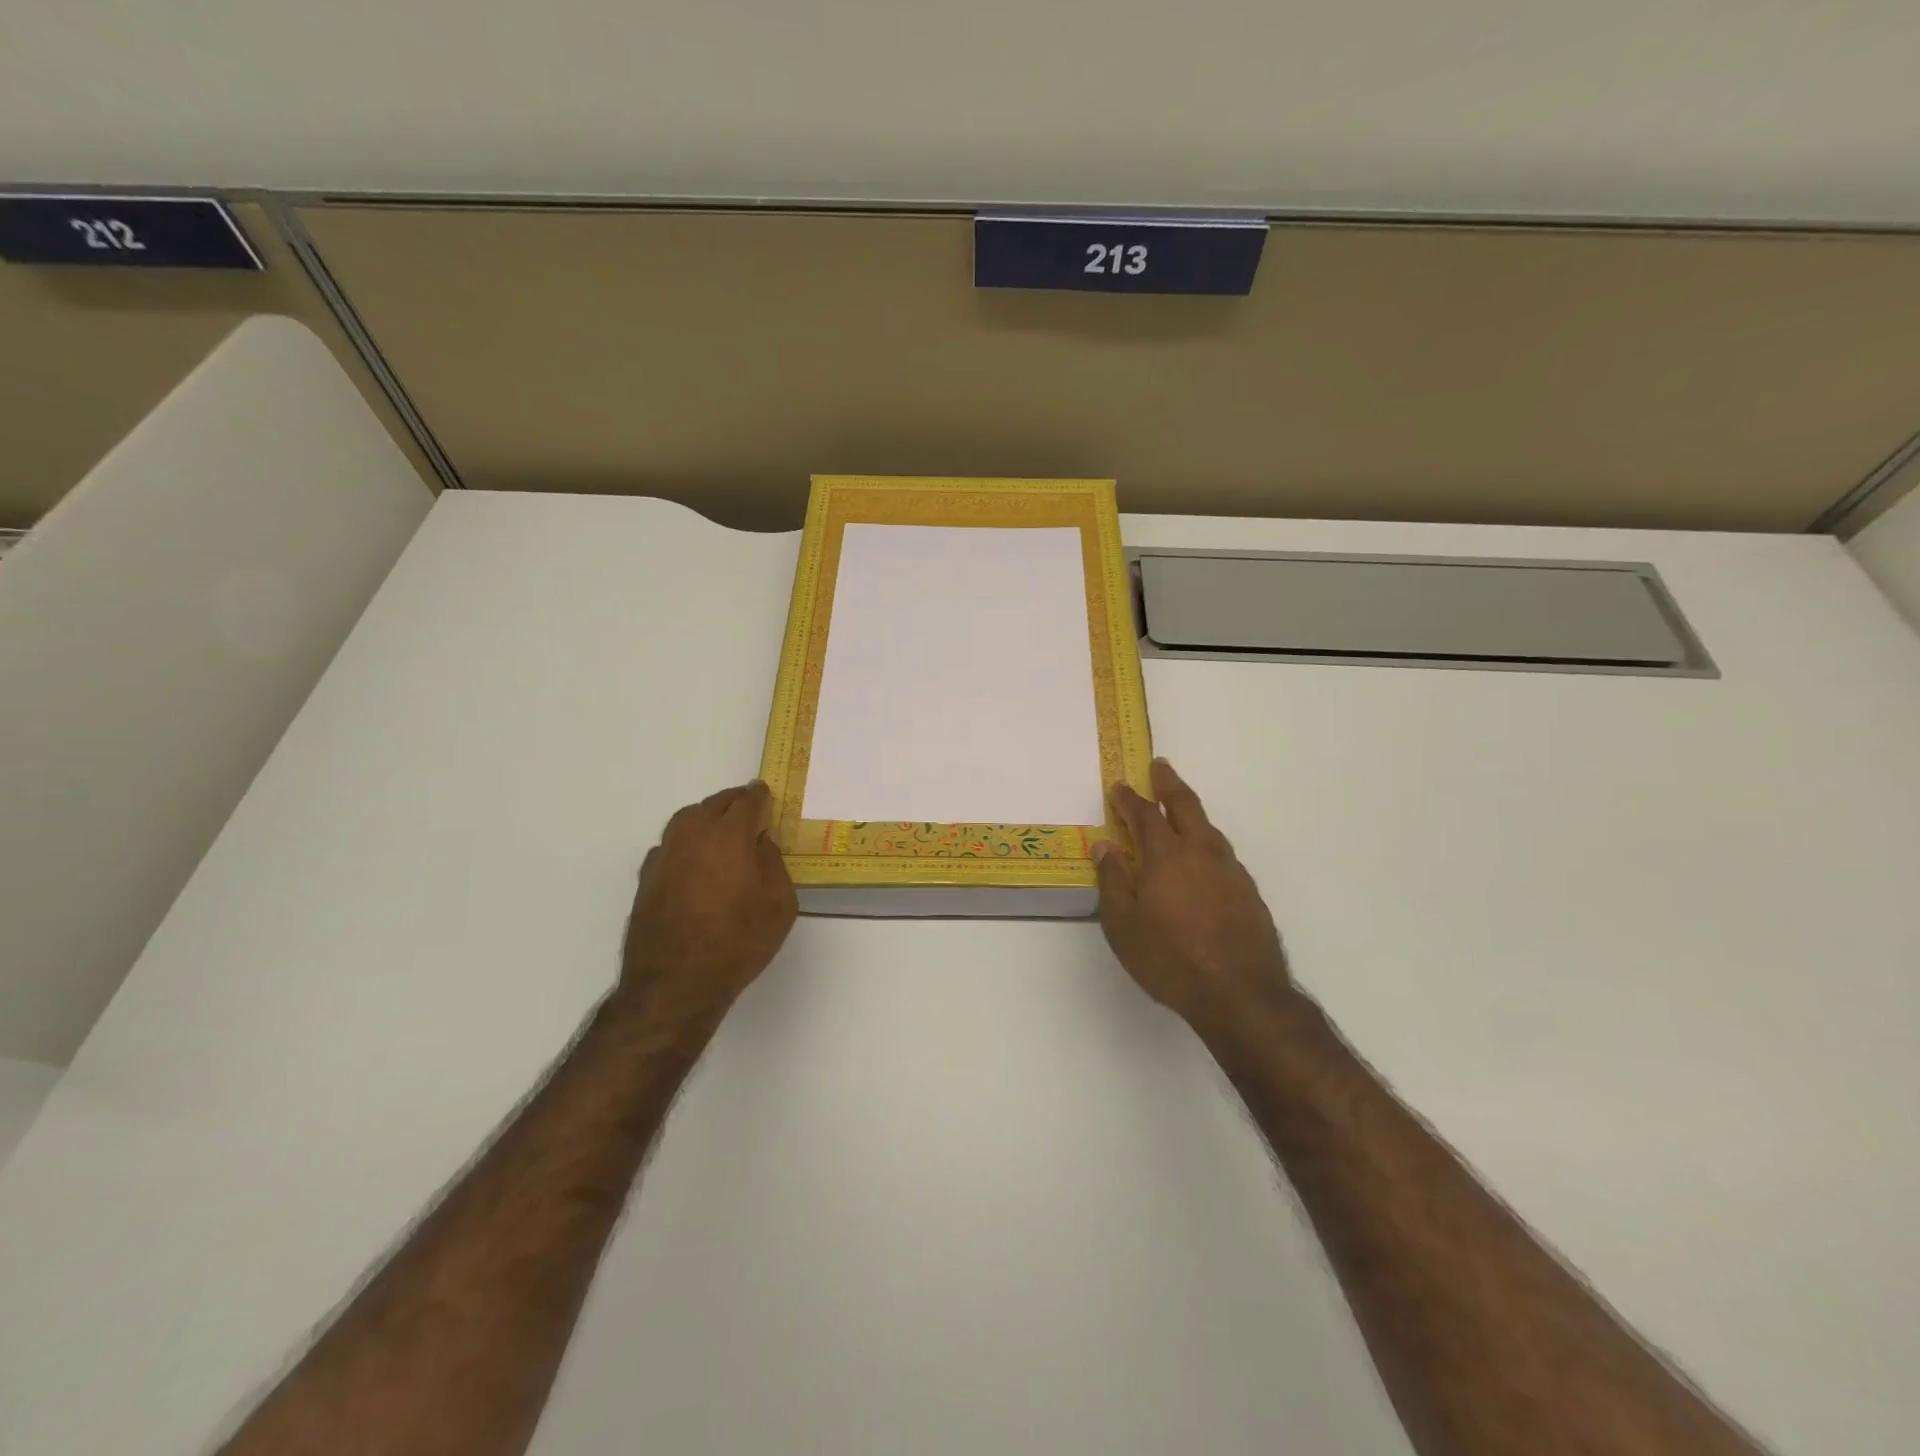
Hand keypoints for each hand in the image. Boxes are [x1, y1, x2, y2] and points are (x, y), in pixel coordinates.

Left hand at [619, 781, 797, 1030]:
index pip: (747, 801)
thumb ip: (773, 863)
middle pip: (714, 804)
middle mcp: (693, 835)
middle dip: (734, 803)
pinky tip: (696, 859)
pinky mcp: (647, 876)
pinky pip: (671, 843)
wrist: (675, 983)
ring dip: (707, 817)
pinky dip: (687, 842)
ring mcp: (665, 854)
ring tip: (723, 831)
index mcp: (729, 836)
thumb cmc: (738, 942)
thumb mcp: (779, 905)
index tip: (767, 795)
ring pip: (687, 819)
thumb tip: (761, 842)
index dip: (760, 796)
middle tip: (749, 811)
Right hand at [1094, 759, 1292, 1036]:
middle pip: (1185, 806)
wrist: (1241, 994)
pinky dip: (1207, 841)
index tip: (1118, 786)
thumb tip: (1105, 845)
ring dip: (1191, 811)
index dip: (1129, 798)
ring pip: (1209, 828)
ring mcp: (1230, 871)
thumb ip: (1114, 881)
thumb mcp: (1124, 925)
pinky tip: (1203, 857)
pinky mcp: (1248, 891)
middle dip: (1169, 783)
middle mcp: (1201, 853)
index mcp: (1166, 857)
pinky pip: (1223, 853)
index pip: (1144, 815)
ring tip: (1180, 808)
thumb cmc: (1170, 959)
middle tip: (1160, 766)